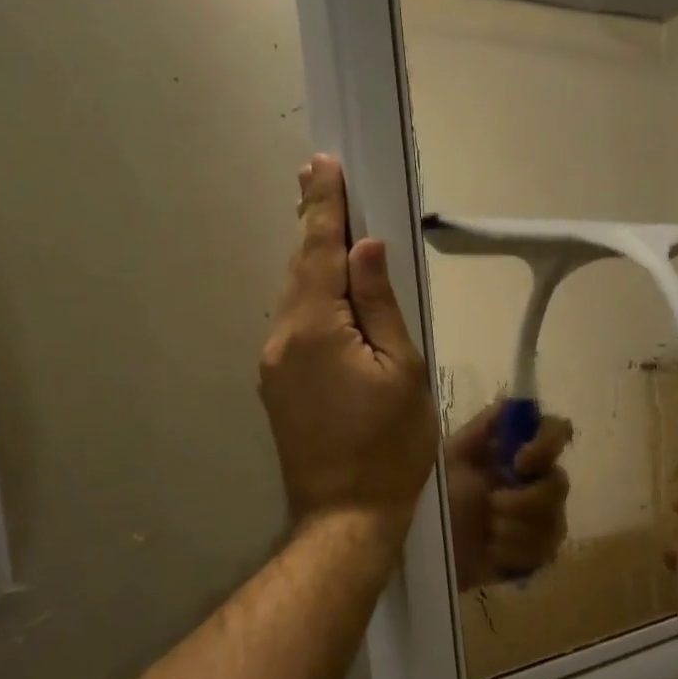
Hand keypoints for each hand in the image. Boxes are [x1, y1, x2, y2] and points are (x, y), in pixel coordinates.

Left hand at [259, 155, 438, 539]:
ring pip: (296, 298)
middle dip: (314, 224)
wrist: (345, 514)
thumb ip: (381, 304)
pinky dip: (312, 299)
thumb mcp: (403, 370)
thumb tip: (366, 248)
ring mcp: (273, 364)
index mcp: (317, 328)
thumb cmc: (391, 445)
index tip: (323, 164)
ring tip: (330, 229)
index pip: (321, 251)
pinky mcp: (276, 386)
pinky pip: (295, 326)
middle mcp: (283, 338)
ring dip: (314, 262)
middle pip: (302, 269)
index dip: (325, 206)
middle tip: (321, 180)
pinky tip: (329, 296)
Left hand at [444, 402, 574, 589]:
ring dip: (514, 528)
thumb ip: (482, 429)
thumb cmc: (435, 498)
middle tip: (492, 505)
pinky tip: (492, 552)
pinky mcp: (537, 555)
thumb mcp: (451, 457)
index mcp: (517, 453)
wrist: (421, 549)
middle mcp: (537, 482)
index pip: (557, 431)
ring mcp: (542, 520)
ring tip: (487, 531)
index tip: (520, 462)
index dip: (547, 444)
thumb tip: (510, 401)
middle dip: (524, 500)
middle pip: (560, 483)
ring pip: (554, 521)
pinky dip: (513, 552)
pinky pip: (544, 552)